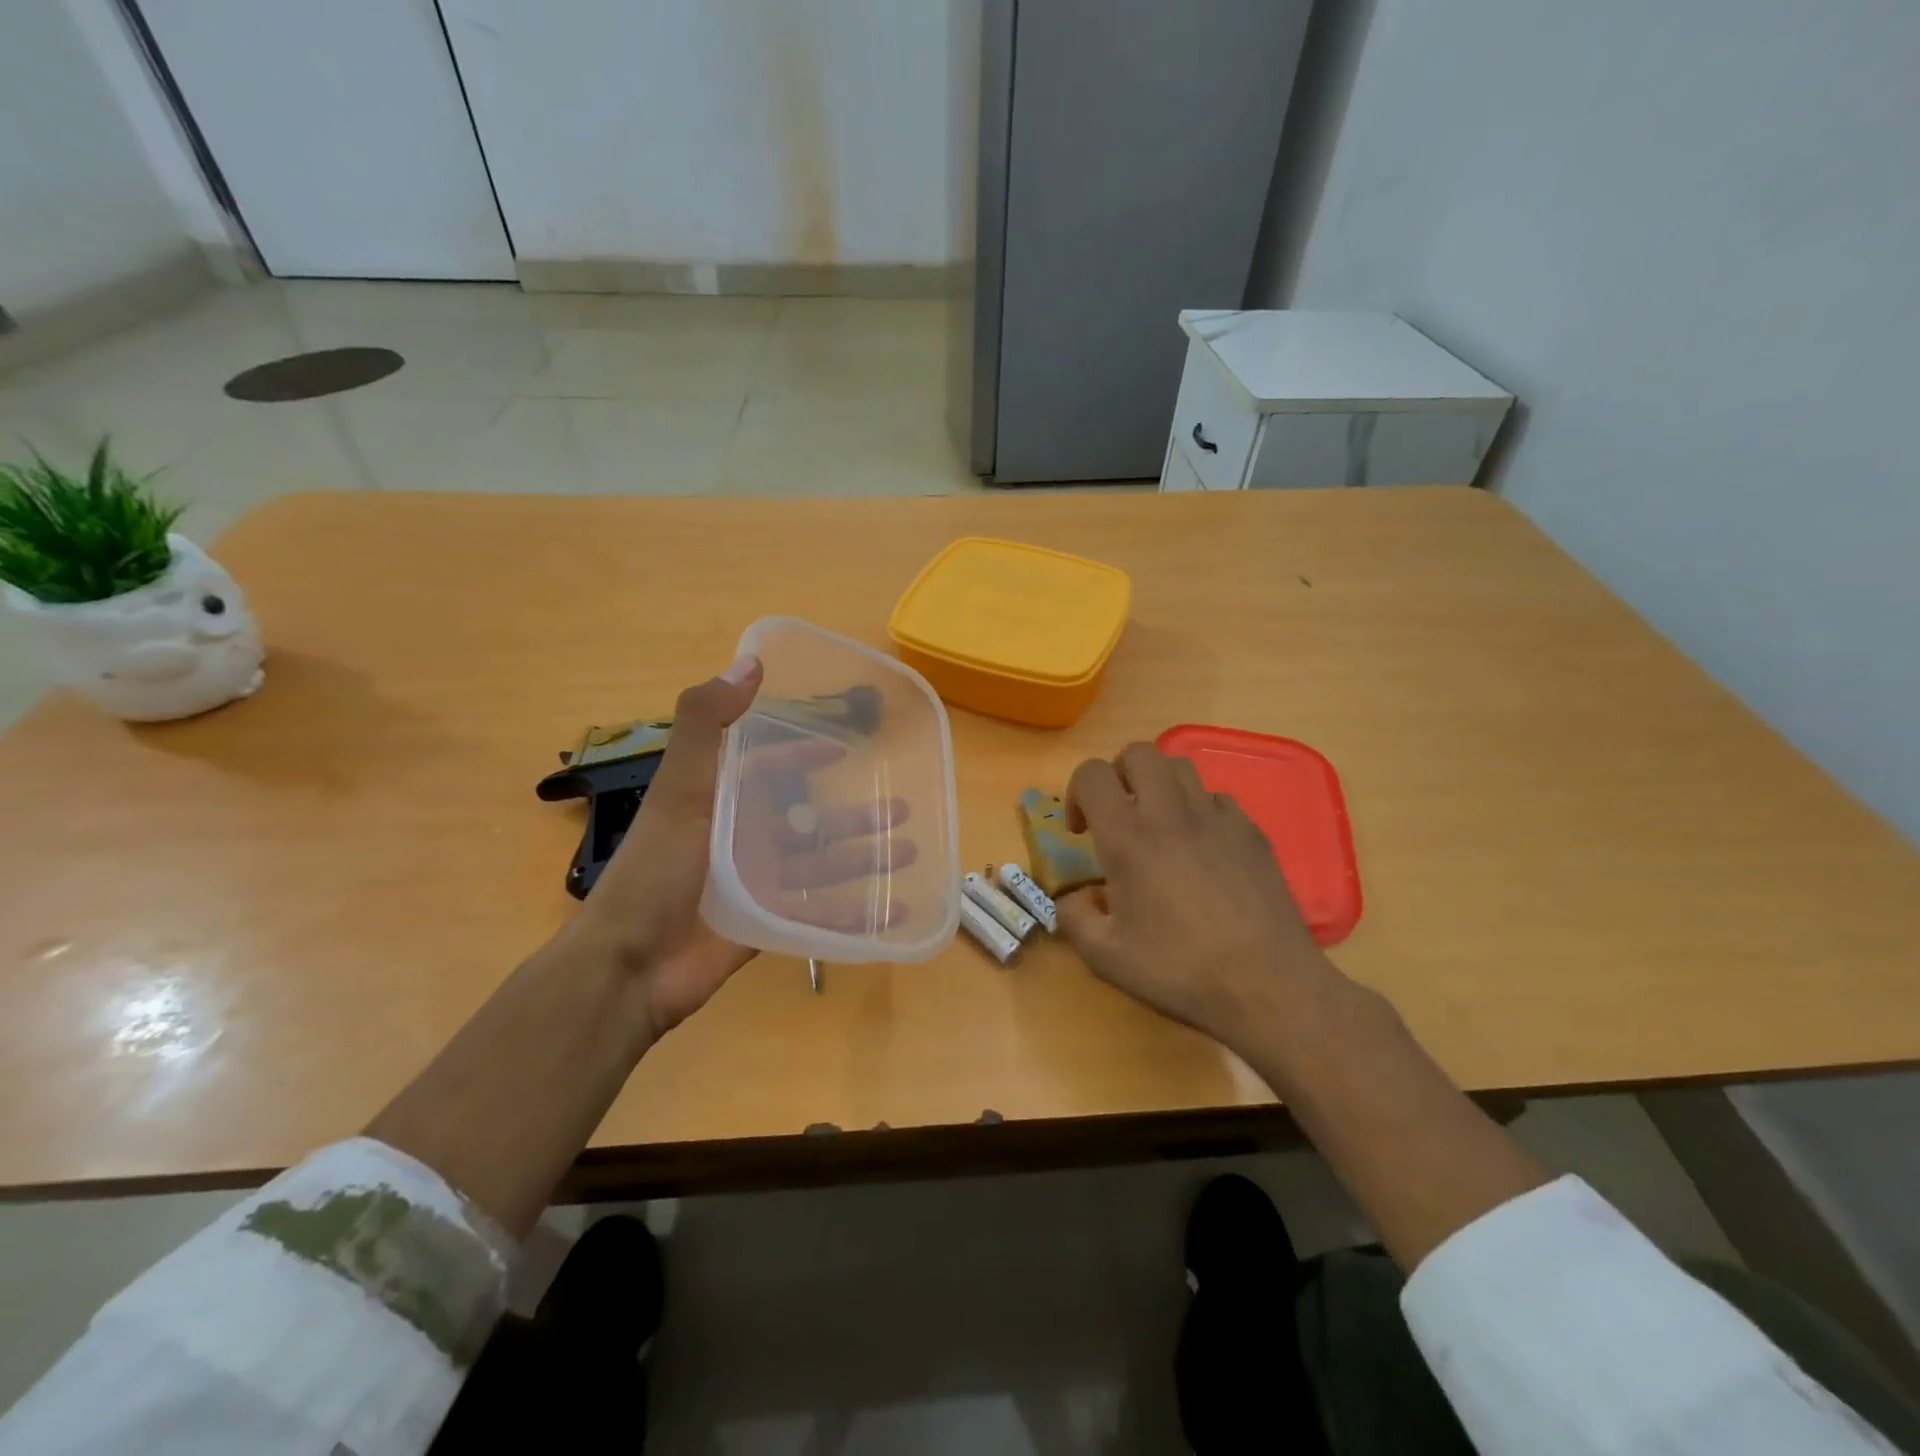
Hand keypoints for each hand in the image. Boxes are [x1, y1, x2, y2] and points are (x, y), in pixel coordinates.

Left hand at [576, 658, 919, 1039]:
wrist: (632, 963)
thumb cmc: (659, 868)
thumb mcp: (681, 787)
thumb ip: (708, 723)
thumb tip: (750, 663)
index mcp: (722, 801)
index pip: (770, 768)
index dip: (805, 754)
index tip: (847, 748)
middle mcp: (742, 839)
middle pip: (808, 820)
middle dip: (853, 814)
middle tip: (901, 807)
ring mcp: (756, 885)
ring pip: (822, 866)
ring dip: (863, 858)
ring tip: (908, 850)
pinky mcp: (767, 925)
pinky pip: (819, 914)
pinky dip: (854, 913)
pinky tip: (891, 910)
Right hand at [1056, 743, 1333, 1045]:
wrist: (1268, 984)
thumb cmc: (1180, 969)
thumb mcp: (1106, 957)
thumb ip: (1073, 918)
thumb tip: (1070, 898)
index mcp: (1127, 836)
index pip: (1092, 773)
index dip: (1077, 792)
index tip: (1082, 831)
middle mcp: (1170, 813)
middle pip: (1139, 752)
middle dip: (1120, 774)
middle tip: (1120, 815)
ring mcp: (1217, 817)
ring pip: (1181, 767)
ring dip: (1160, 785)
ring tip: (1159, 826)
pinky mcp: (1251, 832)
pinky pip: (1217, 798)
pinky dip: (1199, 810)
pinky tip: (1202, 850)